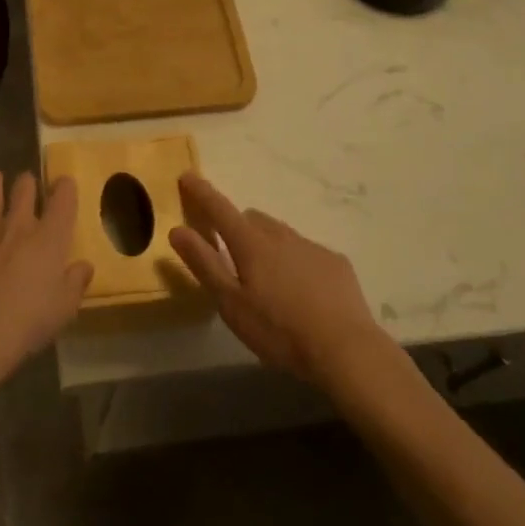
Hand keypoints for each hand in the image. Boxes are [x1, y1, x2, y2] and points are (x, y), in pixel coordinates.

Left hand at [0, 171, 91, 390]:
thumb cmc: (28, 321)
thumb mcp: (64, 309)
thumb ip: (76, 282)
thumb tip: (84, 266)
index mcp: (50, 236)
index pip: (63, 196)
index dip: (65, 186)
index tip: (64, 186)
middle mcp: (18, 222)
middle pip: (24, 185)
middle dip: (28, 183)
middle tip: (27, 187)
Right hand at [170, 174, 387, 388]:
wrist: (347, 350)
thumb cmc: (280, 330)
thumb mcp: (232, 304)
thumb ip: (204, 264)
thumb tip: (177, 229)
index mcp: (250, 243)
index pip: (219, 208)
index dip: (201, 191)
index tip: (187, 175)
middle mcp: (280, 235)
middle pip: (251, 219)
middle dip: (237, 227)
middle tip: (233, 257)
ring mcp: (311, 246)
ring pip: (280, 234)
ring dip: (267, 245)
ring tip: (269, 281)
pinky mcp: (336, 263)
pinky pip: (306, 251)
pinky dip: (296, 262)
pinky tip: (303, 293)